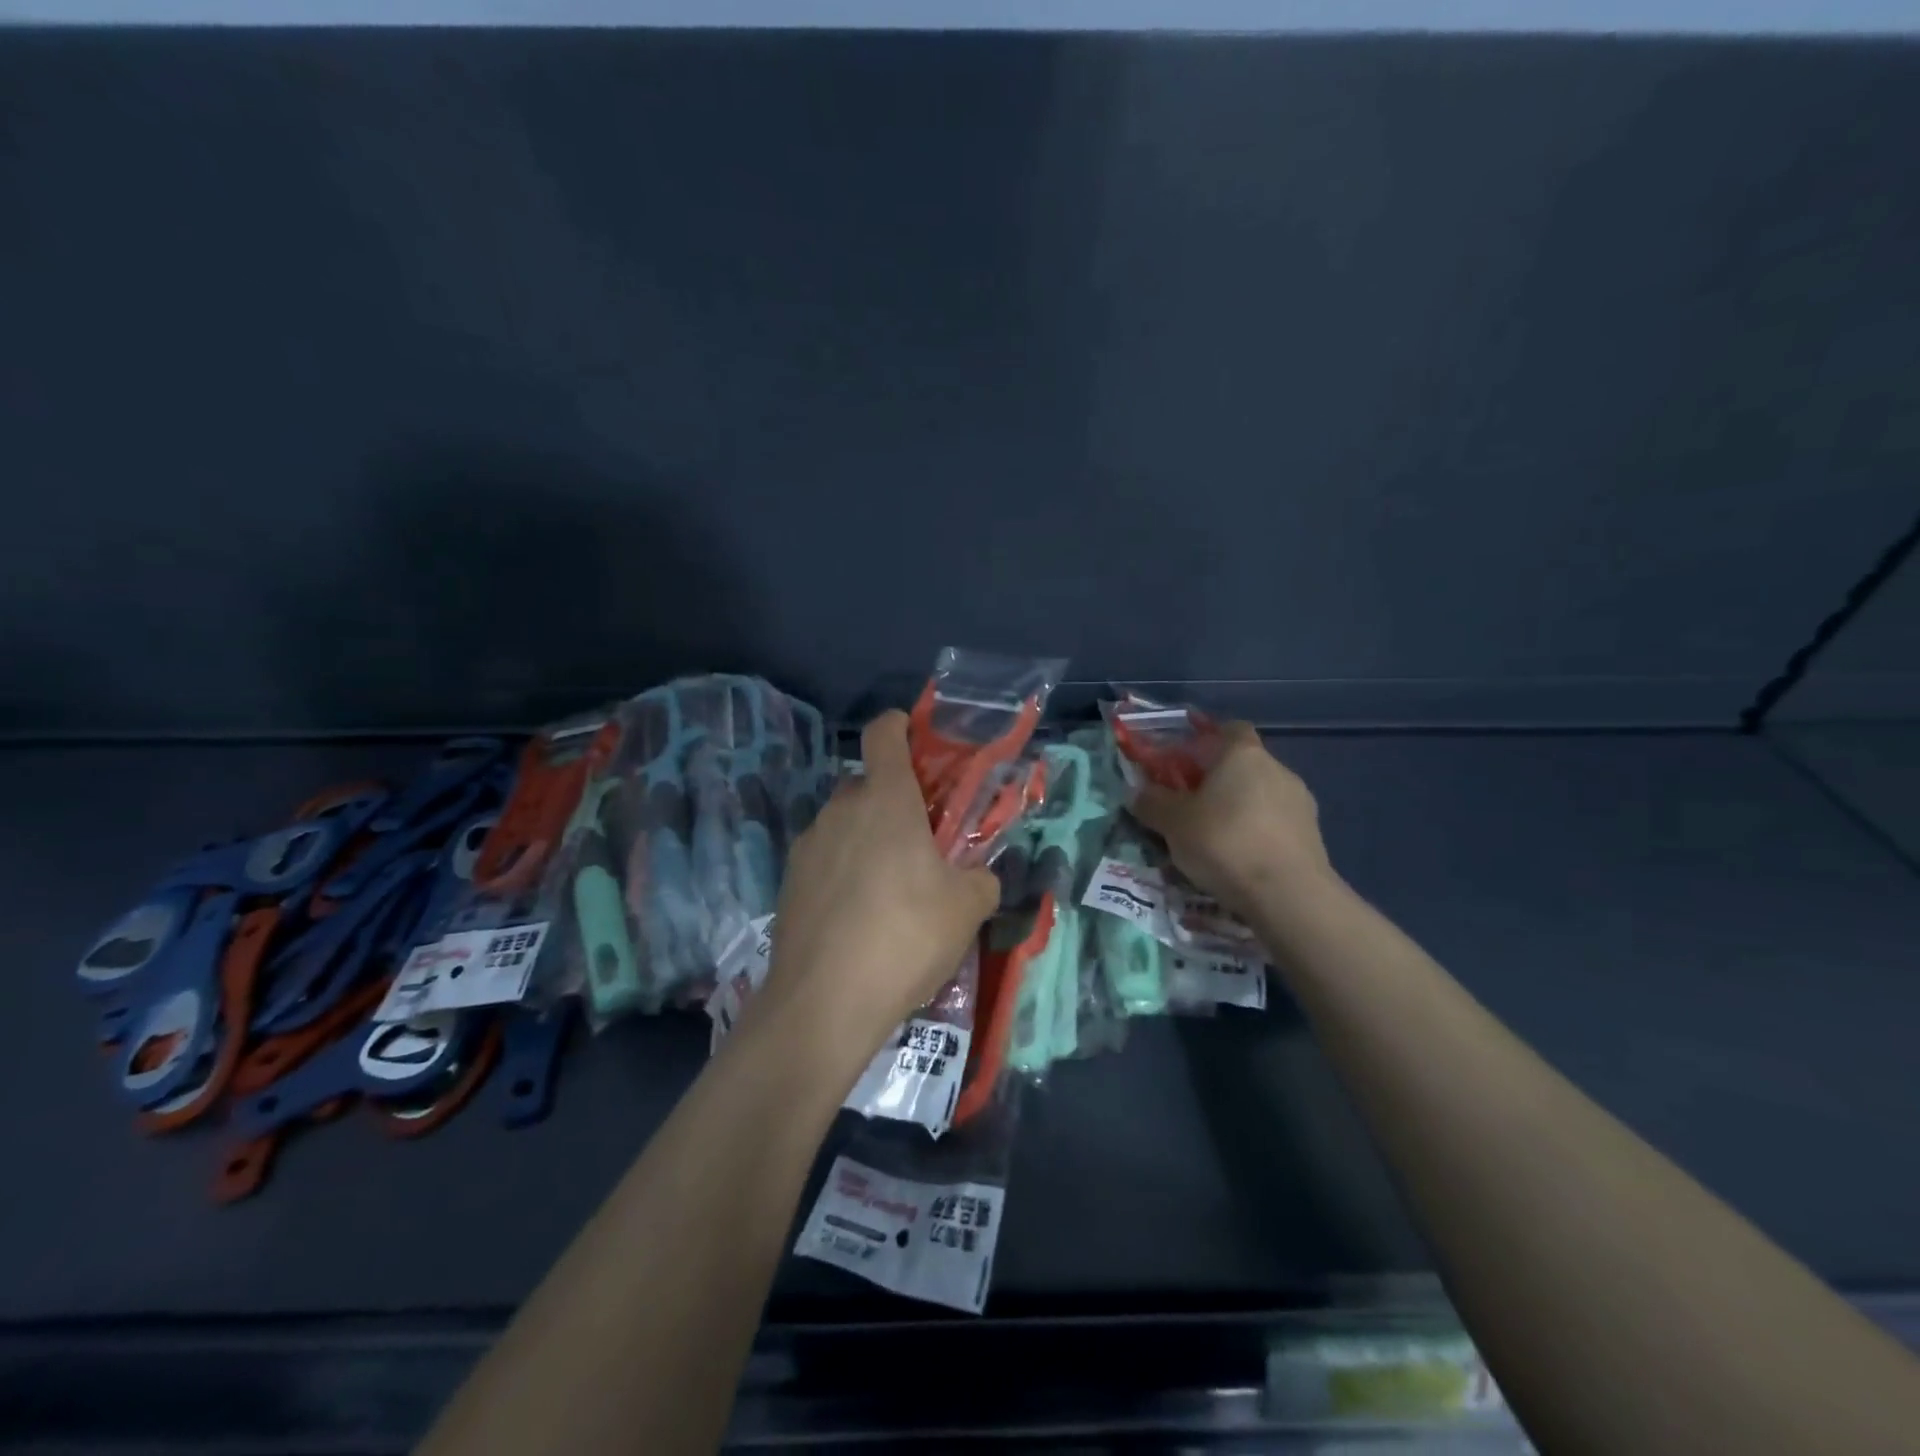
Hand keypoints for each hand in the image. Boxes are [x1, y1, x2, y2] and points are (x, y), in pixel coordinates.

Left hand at [748, 711, 999, 1074]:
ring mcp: (808, 845)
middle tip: (920, 841)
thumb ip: (981, 878)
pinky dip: (843, 870)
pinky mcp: (788, 881)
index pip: (884, 733)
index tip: (916, 739)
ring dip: (867, 837)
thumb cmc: (905, 937)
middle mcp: (841, 810)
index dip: (900, 726)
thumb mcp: (967, 908)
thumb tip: (977, 876)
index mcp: (886, 799)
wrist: (823, 1003)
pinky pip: (825, 858)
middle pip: (867, 783)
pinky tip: (858, 916)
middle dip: (893, 800)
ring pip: (844, 823)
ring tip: (889, 888)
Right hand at [1128, 722, 1336, 922]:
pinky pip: (1275, 825)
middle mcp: (1277, 769)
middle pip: (1242, 765)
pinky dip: (1256, 835)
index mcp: (1243, 754)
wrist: (1289, 896)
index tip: (1184, 761)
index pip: (1228, 728)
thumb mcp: (1172, 823)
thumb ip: (1152, 802)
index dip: (1206, 739)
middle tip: (1189, 806)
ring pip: (1260, 796)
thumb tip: (1138, 792)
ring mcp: (1300, 803)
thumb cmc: (1224, 842)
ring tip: (1213, 841)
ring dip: (1238, 810)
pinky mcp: (1313, 836)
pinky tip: (1239, 860)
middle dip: (1217, 781)